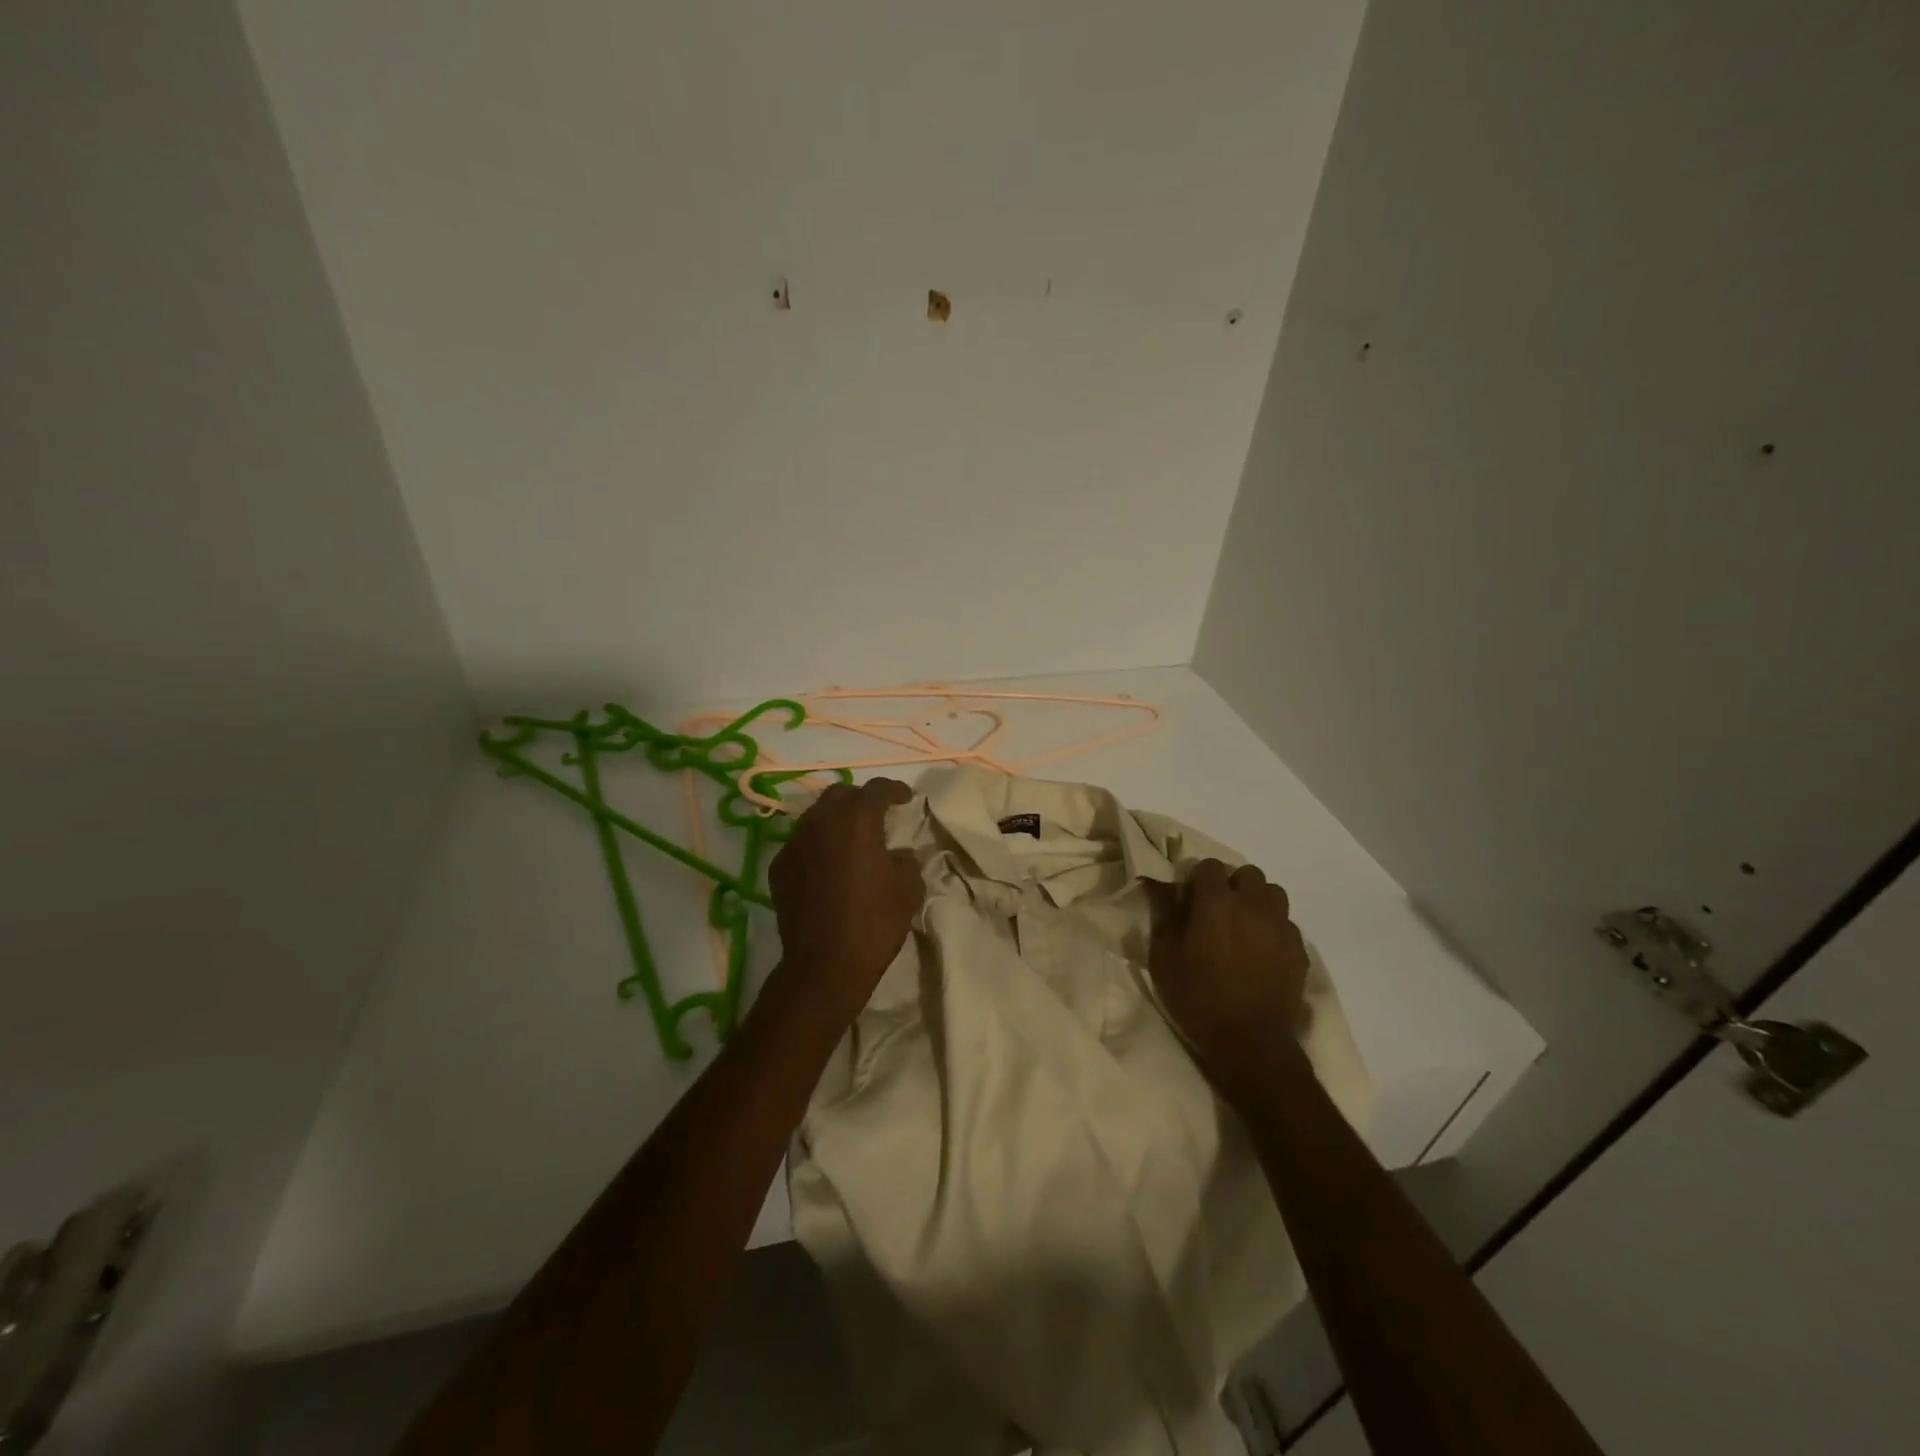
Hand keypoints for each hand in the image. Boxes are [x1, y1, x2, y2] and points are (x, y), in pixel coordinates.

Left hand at [767, 778, 923, 1025]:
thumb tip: (900, 855)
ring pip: (816, 816)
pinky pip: (800, 843)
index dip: (894, 790)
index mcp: (857, 820)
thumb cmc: (874, 923)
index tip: (905, 798)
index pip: (877, 789)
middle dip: (860, 800)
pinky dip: (816, 846)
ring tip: (850, 840)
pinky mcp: (779, 867)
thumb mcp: (907, 891)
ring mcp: (795, 843)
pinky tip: (826, 866)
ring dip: (835, 821)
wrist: (824, 964)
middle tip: (876, 816)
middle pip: (840, 794)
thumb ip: (907, 863)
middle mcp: (821, 822)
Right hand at [1149, 859, 1312, 1091]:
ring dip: (1257, 901)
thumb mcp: (1163, 961)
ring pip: (1273, 893)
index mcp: (1216, 903)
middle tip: (1219, 910)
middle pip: (1247, 873)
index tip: (1190, 898)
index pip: (1209, 865)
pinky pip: (1287, 924)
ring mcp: (1281, 926)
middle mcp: (1252, 905)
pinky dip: (1274, 928)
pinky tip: (1263, 951)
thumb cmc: (1199, 1000)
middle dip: (1232, 884)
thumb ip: (1165, 920)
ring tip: (1245, 925)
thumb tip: (1167, 895)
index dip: (1198, 878)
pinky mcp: (1299, 950)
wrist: (1252, 1044)